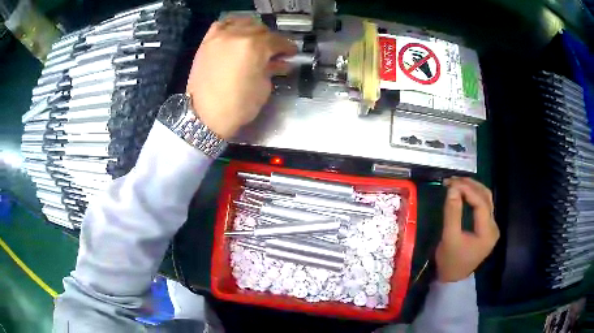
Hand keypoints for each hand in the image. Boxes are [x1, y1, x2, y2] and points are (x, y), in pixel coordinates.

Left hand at [186, 17, 296, 138]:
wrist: (203, 116)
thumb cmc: (237, 106)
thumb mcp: (263, 88)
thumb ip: (272, 69)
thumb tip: (280, 62)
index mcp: (255, 47)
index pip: (277, 41)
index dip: (287, 47)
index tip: (291, 53)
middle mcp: (237, 35)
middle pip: (261, 30)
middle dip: (271, 40)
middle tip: (274, 51)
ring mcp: (220, 36)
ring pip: (243, 23)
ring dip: (253, 30)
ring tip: (255, 42)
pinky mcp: (206, 42)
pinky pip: (222, 25)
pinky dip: (232, 26)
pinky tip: (236, 34)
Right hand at [436, 177, 499, 281]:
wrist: (453, 278)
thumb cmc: (450, 261)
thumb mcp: (449, 238)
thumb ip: (452, 213)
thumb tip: (452, 188)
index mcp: (487, 232)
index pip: (481, 204)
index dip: (467, 190)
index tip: (451, 183)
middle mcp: (494, 227)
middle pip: (486, 198)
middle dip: (470, 186)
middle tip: (453, 180)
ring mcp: (492, 227)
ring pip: (486, 199)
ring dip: (472, 189)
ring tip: (457, 183)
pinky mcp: (487, 228)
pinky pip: (483, 206)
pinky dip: (473, 196)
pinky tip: (463, 193)